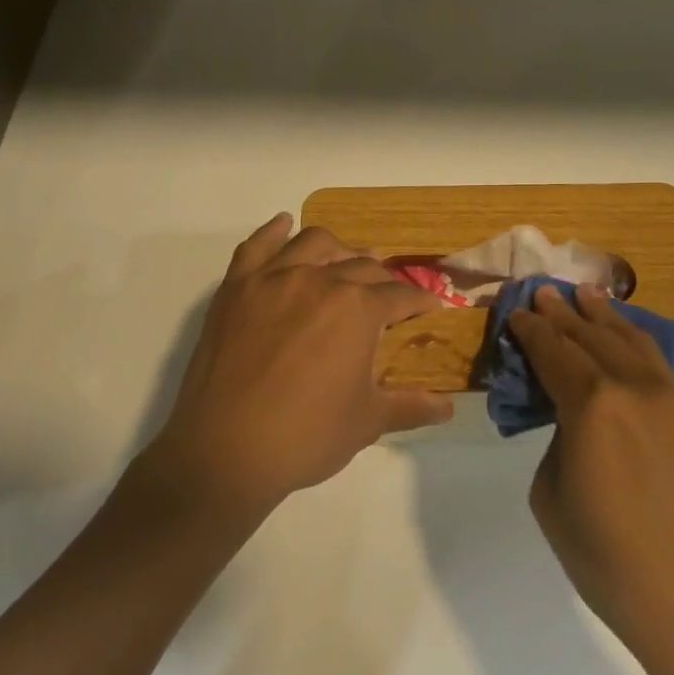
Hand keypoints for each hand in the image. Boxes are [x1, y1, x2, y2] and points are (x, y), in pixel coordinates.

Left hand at [142, 213, 453, 523]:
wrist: (225, 450)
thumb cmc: (306, 436)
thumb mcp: (367, 422)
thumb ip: (410, 406)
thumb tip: (448, 407)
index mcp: (358, 308)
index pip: (400, 295)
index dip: (420, 301)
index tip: (430, 308)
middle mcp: (320, 280)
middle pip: (362, 266)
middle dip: (384, 278)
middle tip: (390, 295)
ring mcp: (273, 279)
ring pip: (315, 243)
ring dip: (339, 248)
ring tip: (347, 259)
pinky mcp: (236, 287)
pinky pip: (257, 246)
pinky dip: (274, 231)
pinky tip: (284, 225)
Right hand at [507, 283, 673, 674]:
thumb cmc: (609, 560)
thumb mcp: (552, 497)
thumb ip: (558, 441)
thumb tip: (573, 421)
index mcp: (593, 406)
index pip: (554, 352)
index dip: (531, 331)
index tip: (517, 312)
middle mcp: (636, 389)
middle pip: (593, 338)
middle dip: (565, 314)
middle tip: (546, 293)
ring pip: (634, 344)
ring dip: (606, 318)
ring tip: (588, 296)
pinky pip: (660, 370)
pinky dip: (636, 347)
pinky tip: (627, 344)